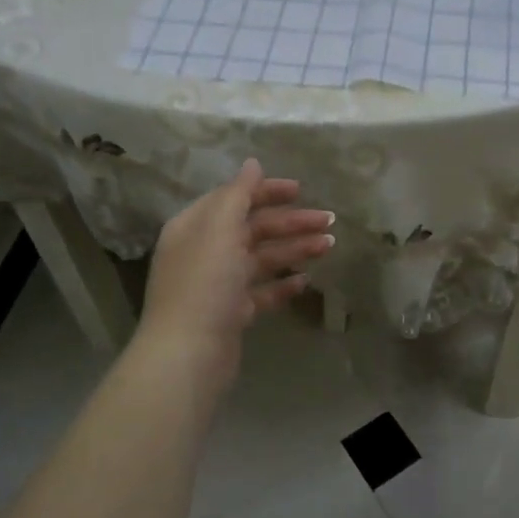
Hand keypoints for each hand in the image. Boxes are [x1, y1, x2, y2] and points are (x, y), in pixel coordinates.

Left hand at [135, 159, 334, 394]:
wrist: (189, 354)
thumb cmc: (204, 284)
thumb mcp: (219, 230)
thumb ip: (237, 194)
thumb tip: (252, 163)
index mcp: (195, 226)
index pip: (233, 198)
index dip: (266, 191)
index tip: (301, 190)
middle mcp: (205, 251)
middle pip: (252, 228)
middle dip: (290, 223)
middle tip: (329, 221)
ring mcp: (218, 284)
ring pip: (261, 259)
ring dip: (294, 250)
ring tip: (329, 246)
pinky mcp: (231, 313)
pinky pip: (261, 292)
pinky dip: (282, 284)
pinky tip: (305, 282)